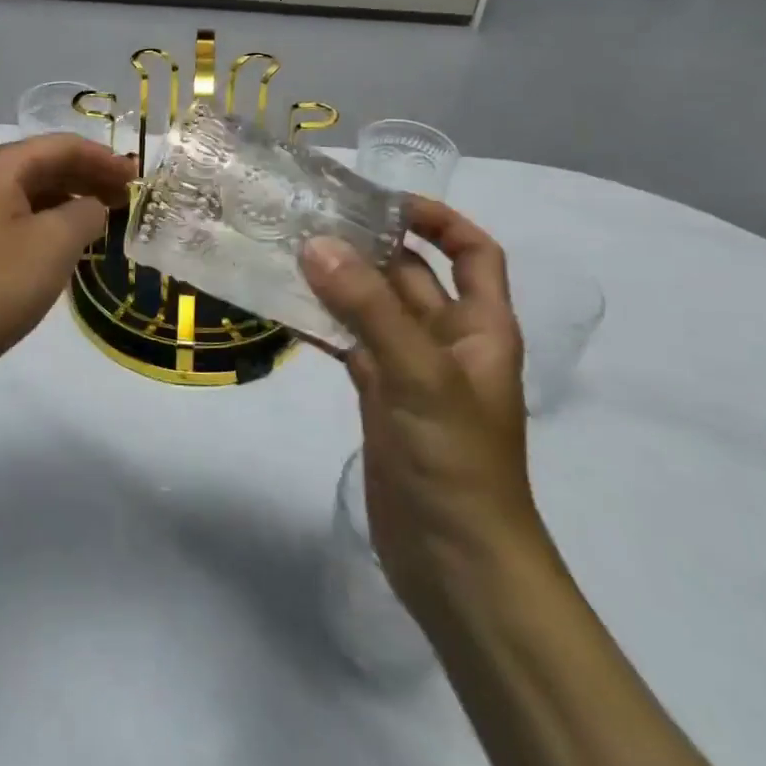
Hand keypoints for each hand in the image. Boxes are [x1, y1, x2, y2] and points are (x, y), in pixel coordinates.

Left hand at [0, 134, 132, 381]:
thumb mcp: (55, 243)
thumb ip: (86, 212)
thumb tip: (92, 207)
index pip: (61, 146)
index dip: (103, 159)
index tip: (136, 177)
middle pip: (43, 164)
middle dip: (87, 177)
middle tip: (126, 197)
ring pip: (29, 191)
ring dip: (68, 200)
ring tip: (104, 217)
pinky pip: (15, 215)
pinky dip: (46, 220)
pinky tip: (67, 240)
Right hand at [300, 197, 544, 614]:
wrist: (456, 565)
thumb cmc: (457, 462)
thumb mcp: (418, 375)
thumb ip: (368, 308)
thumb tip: (317, 244)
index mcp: (480, 326)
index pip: (472, 252)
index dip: (439, 219)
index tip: (385, 200)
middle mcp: (446, 340)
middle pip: (410, 275)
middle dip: (369, 244)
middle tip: (311, 216)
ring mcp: (409, 370)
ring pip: (373, 308)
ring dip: (339, 281)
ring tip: (288, 250)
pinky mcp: (379, 398)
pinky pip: (349, 344)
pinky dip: (323, 323)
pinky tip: (285, 306)